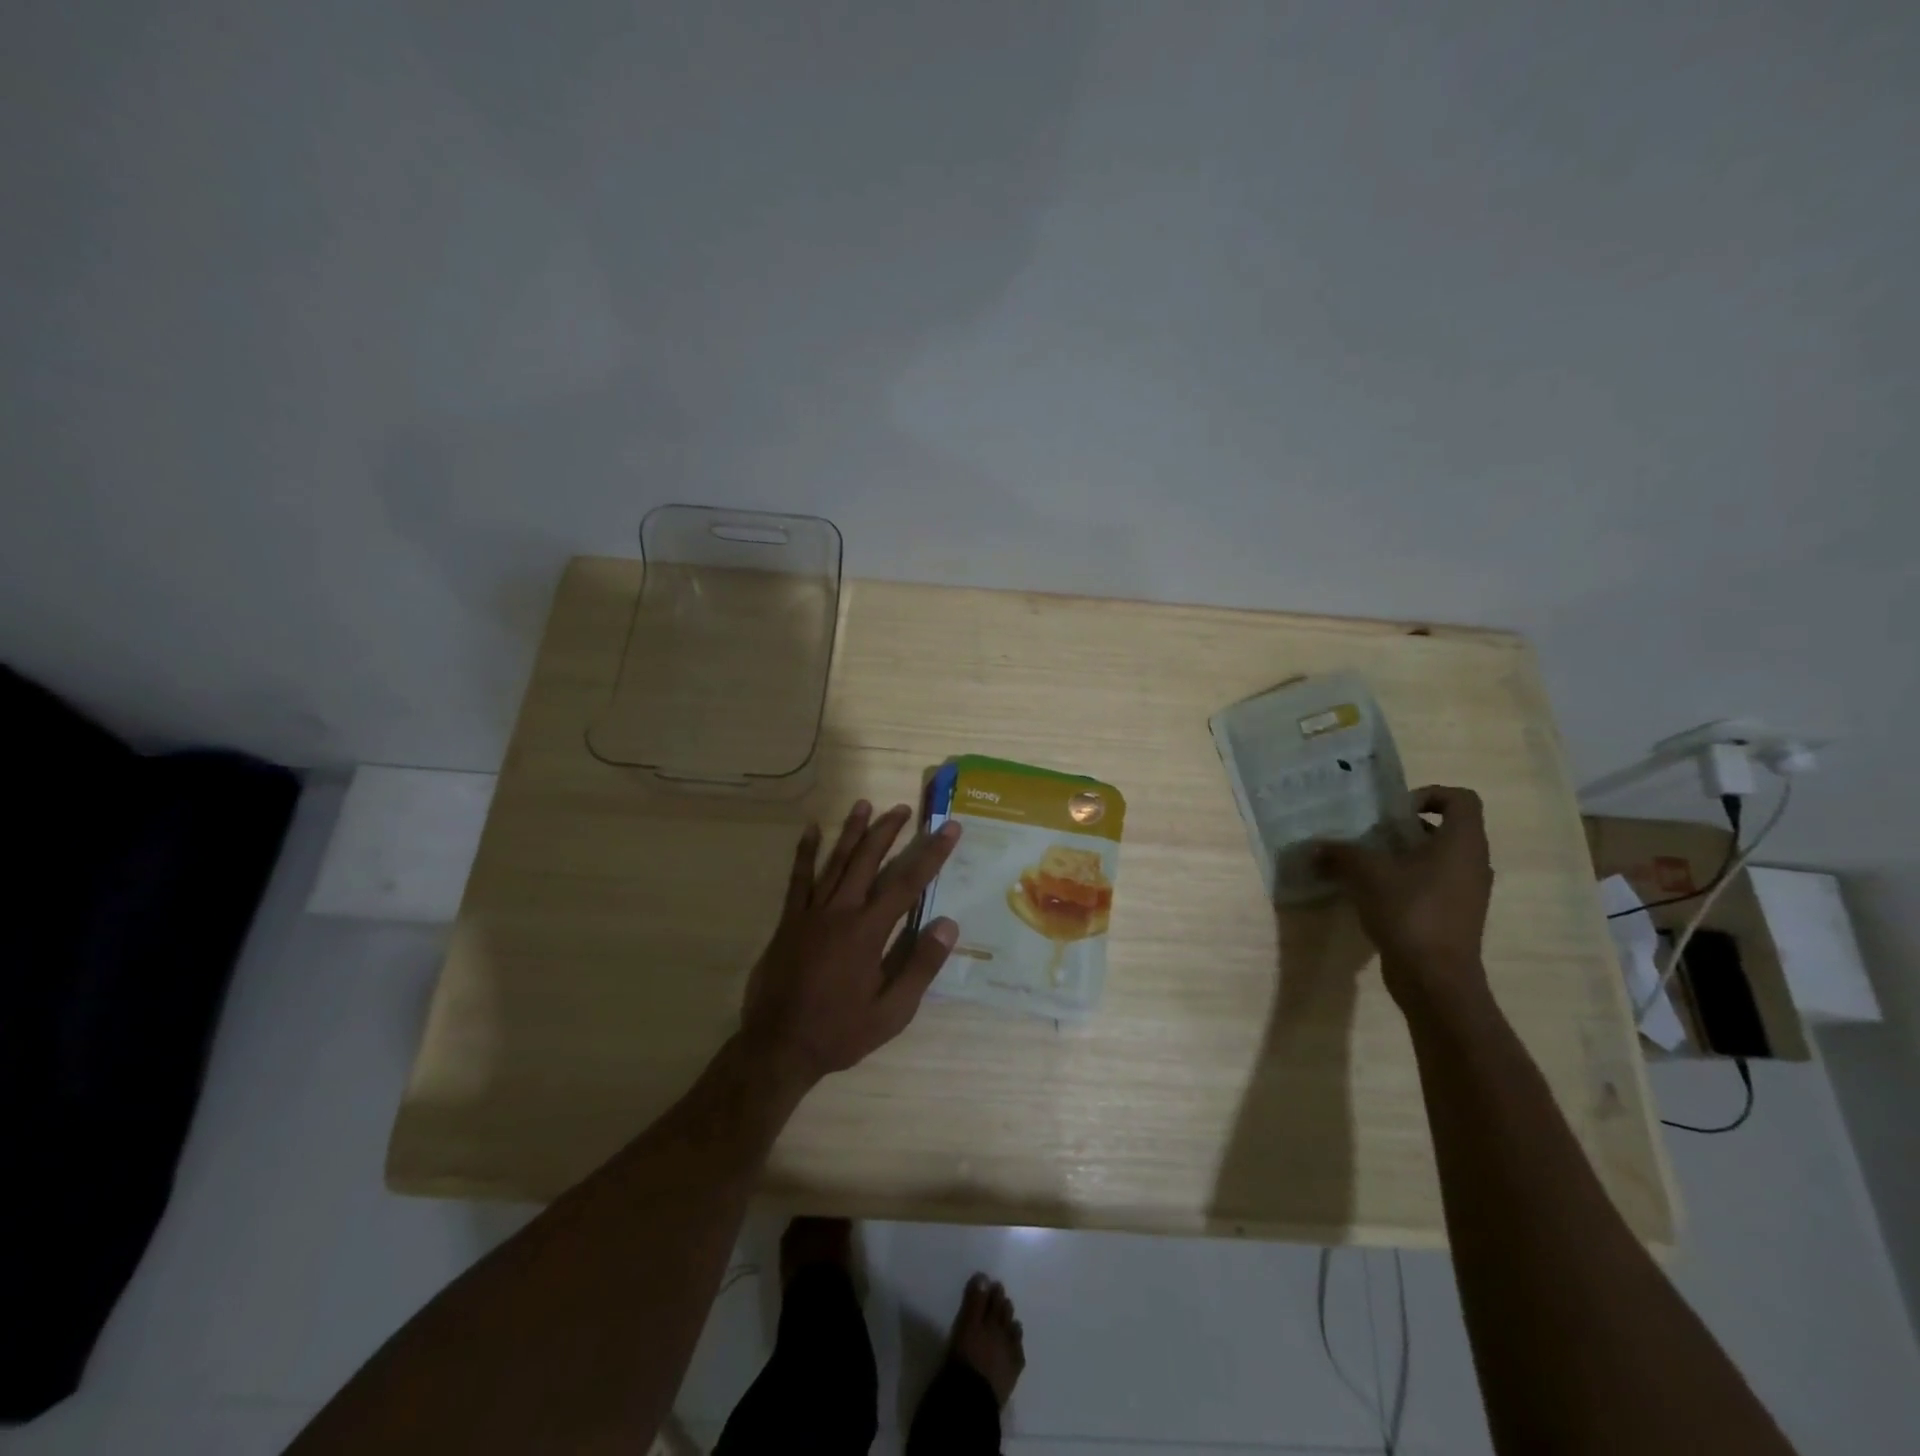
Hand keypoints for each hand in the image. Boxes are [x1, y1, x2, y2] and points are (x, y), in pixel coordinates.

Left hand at [740, 801, 962, 1087]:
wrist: (779, 1047)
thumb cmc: (840, 1032)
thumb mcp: (892, 1012)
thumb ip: (920, 966)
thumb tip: (948, 924)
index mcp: (868, 933)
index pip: (907, 883)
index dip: (931, 854)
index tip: (949, 829)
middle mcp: (840, 912)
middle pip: (868, 860)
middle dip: (888, 831)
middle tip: (903, 809)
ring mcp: (810, 913)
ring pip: (836, 862)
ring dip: (852, 832)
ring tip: (865, 805)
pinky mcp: (788, 921)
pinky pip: (798, 879)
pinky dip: (805, 853)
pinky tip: (811, 831)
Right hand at [1314, 785, 1493, 1015]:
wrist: (1435, 978)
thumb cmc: (1410, 912)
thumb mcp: (1367, 874)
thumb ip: (1340, 854)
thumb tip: (1314, 846)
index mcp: (1461, 843)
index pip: (1460, 799)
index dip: (1429, 795)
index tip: (1394, 811)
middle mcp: (1472, 863)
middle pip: (1445, 828)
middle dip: (1406, 828)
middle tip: (1371, 835)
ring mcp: (1467, 892)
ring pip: (1437, 858)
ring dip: (1403, 856)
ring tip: (1366, 863)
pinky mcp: (1455, 916)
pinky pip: (1433, 884)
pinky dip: (1406, 881)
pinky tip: (1373, 893)